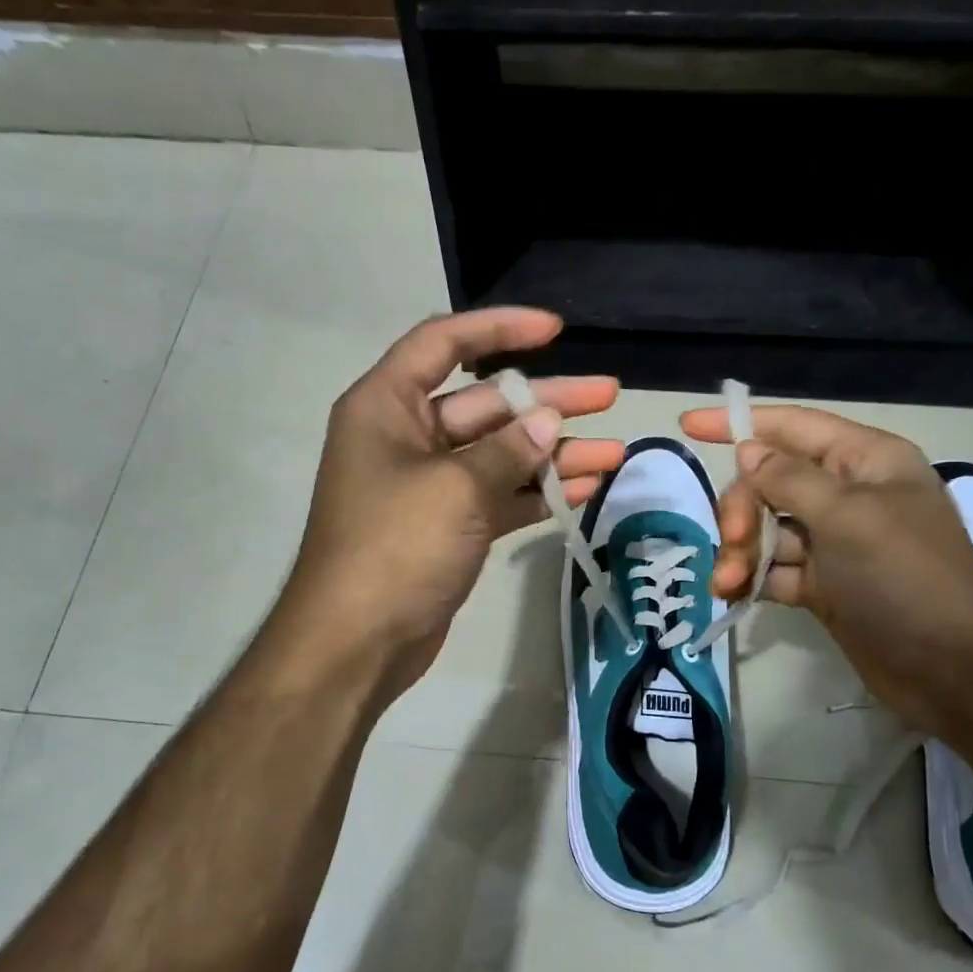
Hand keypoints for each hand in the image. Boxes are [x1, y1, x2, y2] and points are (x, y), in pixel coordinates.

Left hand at [277, 308, 622, 700]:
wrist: (356, 643)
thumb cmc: (394, 548)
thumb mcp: (455, 489)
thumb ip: (507, 450)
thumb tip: (549, 423)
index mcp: (386, 406)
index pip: (443, 344)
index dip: (499, 327)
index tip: (555, 329)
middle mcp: (407, 437)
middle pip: (486, 404)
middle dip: (549, 402)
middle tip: (609, 395)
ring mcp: (431, 485)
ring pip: (501, 454)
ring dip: (555, 453)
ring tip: (615, 451)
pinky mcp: (450, 526)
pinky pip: (501, 495)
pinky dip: (538, 492)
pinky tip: (586, 489)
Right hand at [678, 404, 972, 734]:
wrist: (952, 668)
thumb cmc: (905, 576)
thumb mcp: (847, 516)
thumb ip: (790, 479)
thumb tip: (749, 451)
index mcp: (864, 461)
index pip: (792, 427)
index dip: (739, 423)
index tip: (688, 425)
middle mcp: (847, 494)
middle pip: (770, 482)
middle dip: (742, 508)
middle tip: (732, 540)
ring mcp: (833, 542)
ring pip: (766, 529)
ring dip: (740, 551)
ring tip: (728, 583)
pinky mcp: (822, 584)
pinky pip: (773, 569)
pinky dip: (751, 579)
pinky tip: (733, 594)